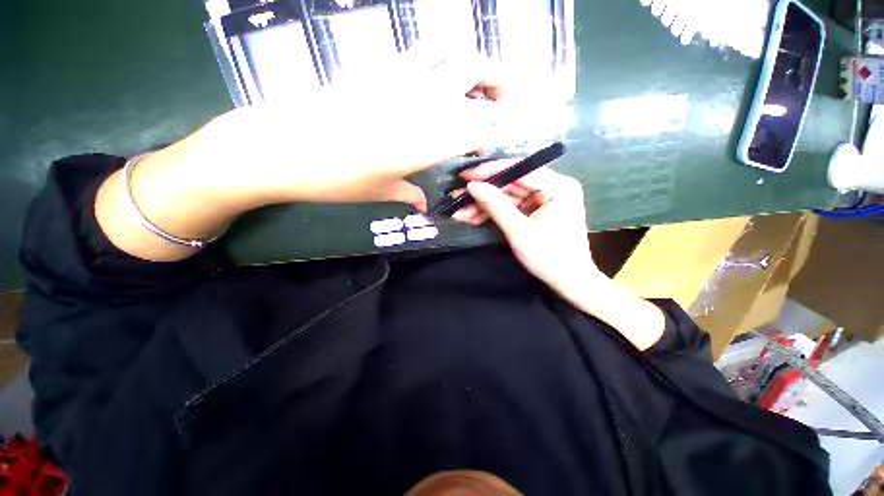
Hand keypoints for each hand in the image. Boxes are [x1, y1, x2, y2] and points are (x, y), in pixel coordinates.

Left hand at [189, 46, 503, 211]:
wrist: (281, 147)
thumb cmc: (337, 178)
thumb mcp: (381, 192)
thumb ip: (409, 195)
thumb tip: (422, 205)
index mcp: (429, 137)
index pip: (477, 126)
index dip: (487, 134)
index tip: (481, 147)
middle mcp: (423, 100)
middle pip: (474, 69)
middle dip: (496, 81)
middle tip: (498, 98)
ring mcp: (400, 77)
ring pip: (449, 48)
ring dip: (470, 61)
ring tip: (472, 80)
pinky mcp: (377, 68)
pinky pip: (419, 51)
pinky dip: (438, 59)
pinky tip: (433, 78)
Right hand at [451, 164, 666, 349]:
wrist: (568, 282)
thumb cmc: (550, 258)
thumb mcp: (519, 232)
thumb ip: (496, 206)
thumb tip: (472, 186)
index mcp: (558, 186)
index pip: (520, 170)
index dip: (490, 172)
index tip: (465, 176)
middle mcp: (552, 187)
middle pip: (510, 184)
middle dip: (482, 193)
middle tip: (455, 196)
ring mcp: (542, 199)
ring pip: (506, 196)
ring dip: (482, 205)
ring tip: (458, 211)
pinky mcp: (534, 211)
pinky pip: (509, 207)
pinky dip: (491, 213)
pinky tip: (471, 217)